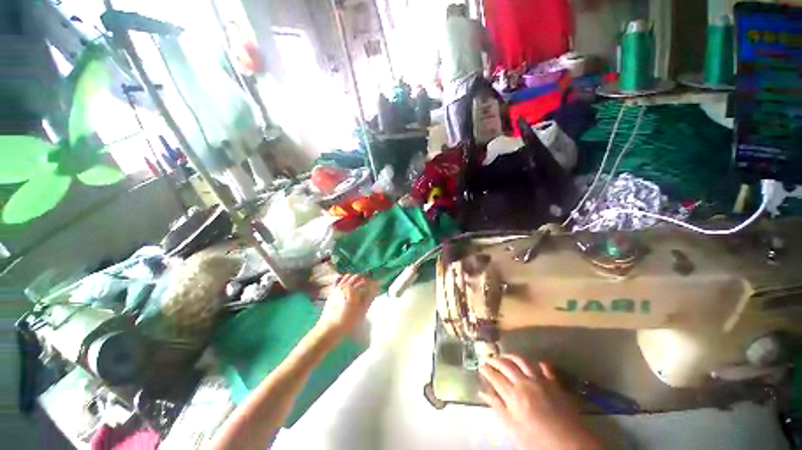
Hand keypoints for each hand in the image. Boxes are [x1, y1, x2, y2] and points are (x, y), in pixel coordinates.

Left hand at [319, 274, 377, 338]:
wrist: (330, 328)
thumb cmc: (348, 321)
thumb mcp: (361, 311)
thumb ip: (369, 298)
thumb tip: (376, 289)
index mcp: (352, 290)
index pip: (365, 282)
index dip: (372, 283)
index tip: (377, 285)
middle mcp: (344, 286)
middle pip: (357, 277)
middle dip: (364, 278)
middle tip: (369, 284)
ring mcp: (338, 287)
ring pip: (348, 276)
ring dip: (355, 278)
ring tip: (360, 283)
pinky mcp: (333, 291)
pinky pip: (340, 280)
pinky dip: (346, 278)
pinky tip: (349, 283)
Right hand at [479, 355, 601, 449]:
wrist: (571, 445)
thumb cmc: (538, 441)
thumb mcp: (514, 428)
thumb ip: (498, 408)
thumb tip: (482, 392)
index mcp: (514, 395)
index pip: (495, 377)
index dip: (486, 370)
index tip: (481, 366)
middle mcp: (525, 383)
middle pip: (506, 365)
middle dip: (495, 360)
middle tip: (489, 358)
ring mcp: (541, 381)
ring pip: (522, 361)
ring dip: (512, 356)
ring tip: (505, 356)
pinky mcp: (555, 383)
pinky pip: (546, 368)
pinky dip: (539, 364)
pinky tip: (536, 363)